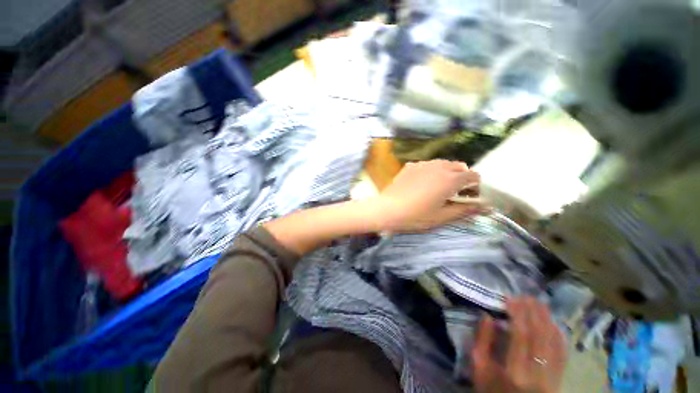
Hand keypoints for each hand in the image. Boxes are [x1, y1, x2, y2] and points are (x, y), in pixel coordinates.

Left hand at [370, 160, 485, 231]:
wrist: (387, 209)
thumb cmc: (416, 216)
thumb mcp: (442, 217)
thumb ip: (465, 210)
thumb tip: (487, 207)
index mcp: (450, 179)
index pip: (473, 176)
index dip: (475, 187)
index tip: (468, 198)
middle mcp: (439, 167)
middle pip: (459, 167)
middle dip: (462, 178)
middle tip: (455, 194)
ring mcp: (423, 164)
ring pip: (443, 163)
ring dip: (447, 173)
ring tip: (439, 188)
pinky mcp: (410, 166)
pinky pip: (427, 165)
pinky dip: (431, 171)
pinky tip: (422, 183)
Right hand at [471, 297, 566, 392]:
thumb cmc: (491, 390)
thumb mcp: (479, 368)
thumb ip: (482, 343)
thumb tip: (487, 317)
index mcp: (515, 371)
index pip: (521, 336)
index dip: (518, 313)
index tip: (511, 297)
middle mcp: (538, 373)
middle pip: (541, 336)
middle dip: (534, 312)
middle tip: (526, 296)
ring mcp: (552, 377)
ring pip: (554, 343)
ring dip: (547, 320)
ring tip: (539, 303)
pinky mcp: (559, 379)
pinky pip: (563, 353)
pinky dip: (559, 335)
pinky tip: (553, 323)